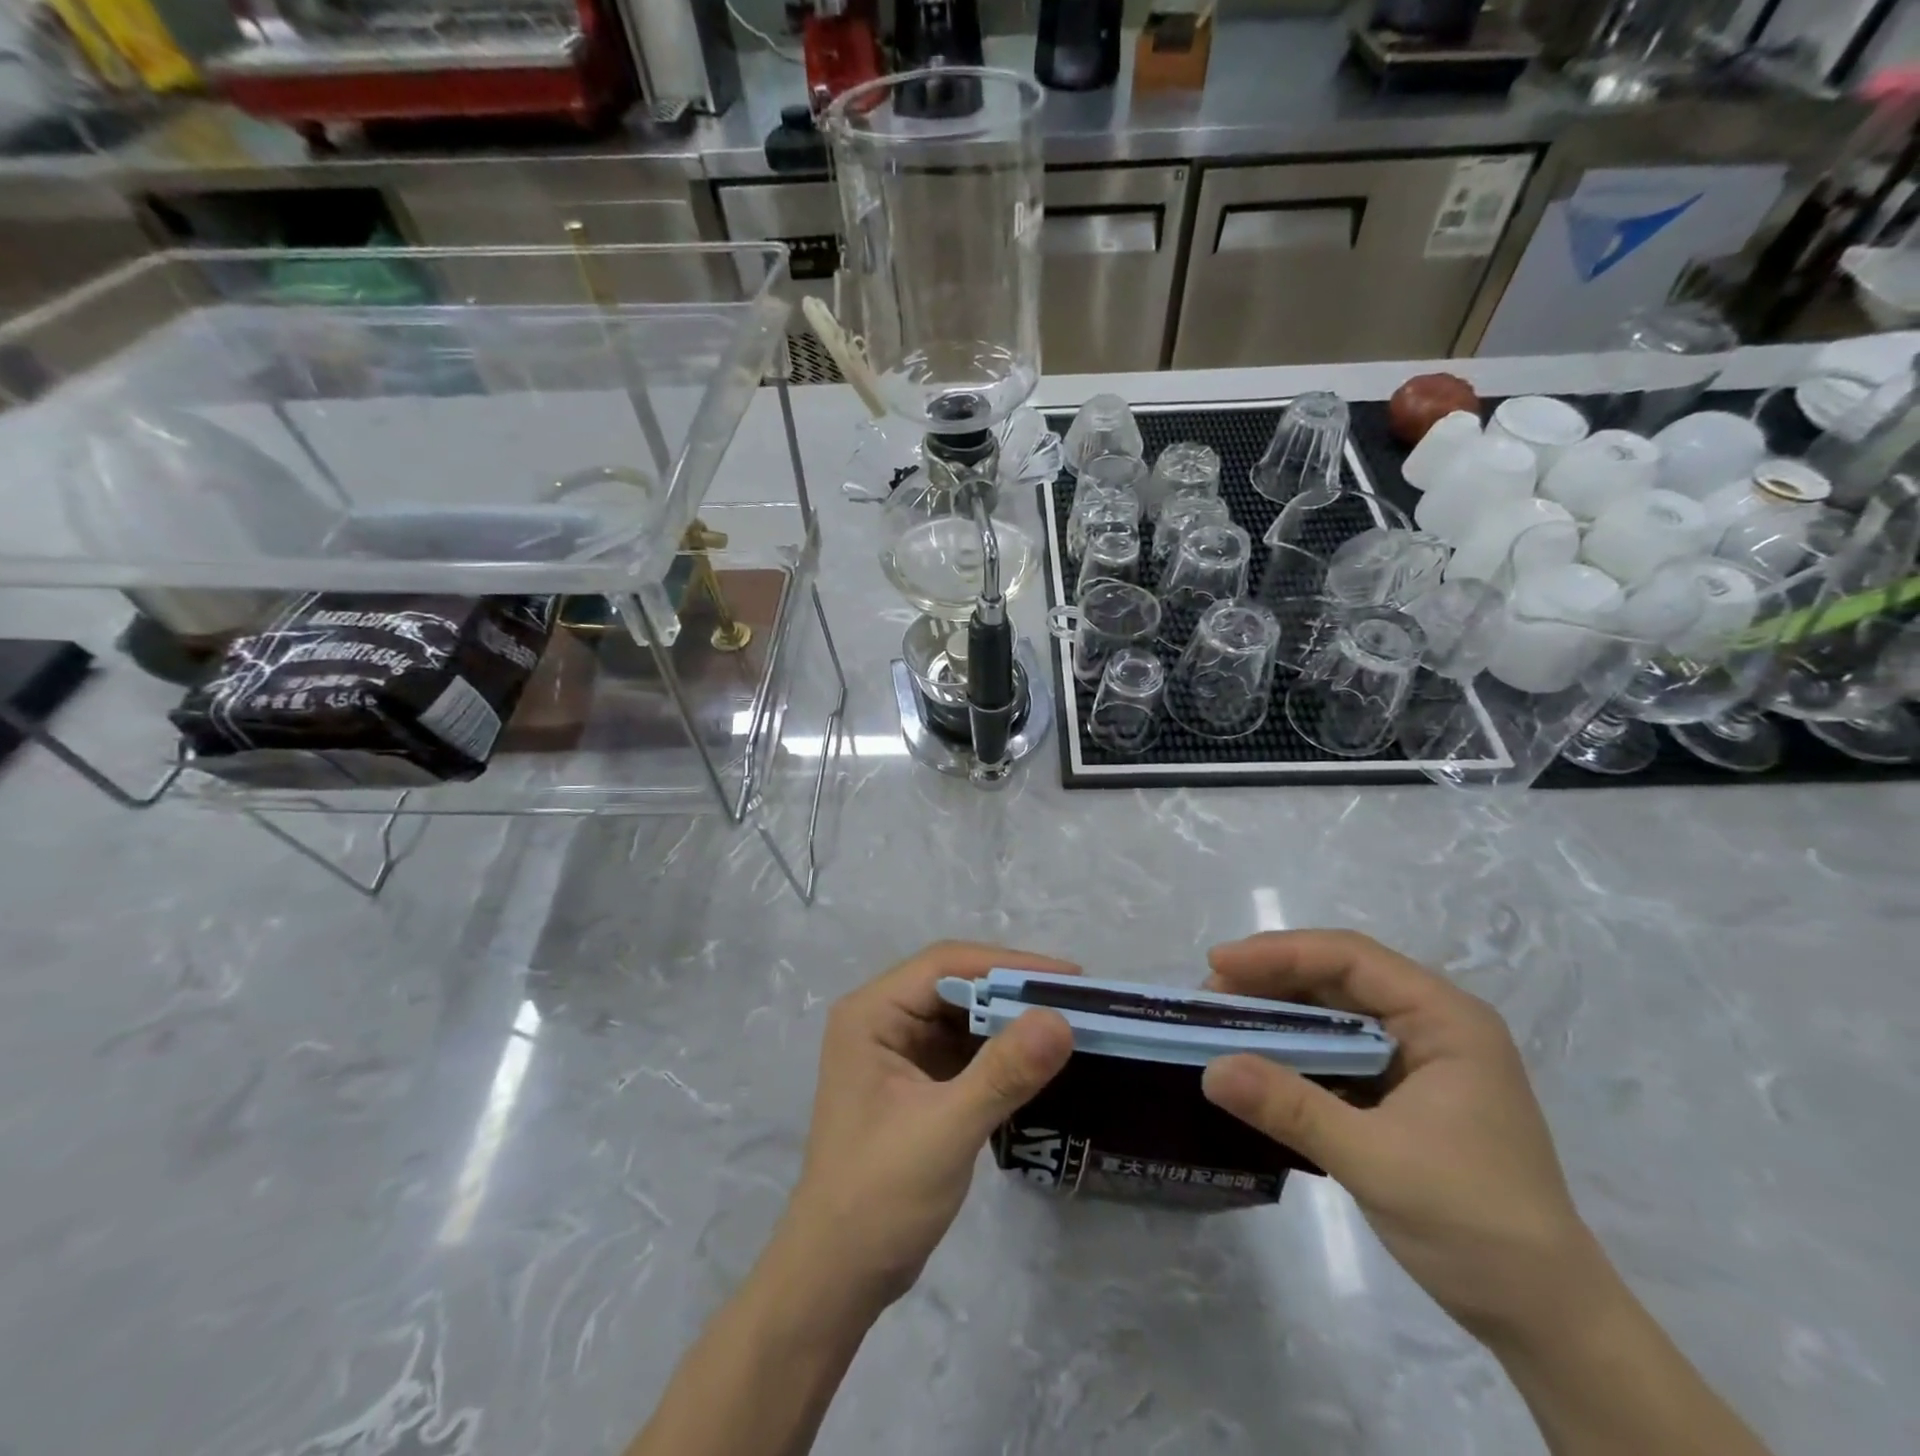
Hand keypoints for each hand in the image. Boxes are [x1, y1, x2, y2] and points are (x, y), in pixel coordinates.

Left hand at [779, 942, 1074, 1312]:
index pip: (945, 964)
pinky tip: (1037, 1058)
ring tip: (1067, 1023)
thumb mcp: (946, 1129)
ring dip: (1009, 1019)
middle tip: (1076, 1000)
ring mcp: (897, 1050)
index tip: (1068, 977)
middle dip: (1013, 991)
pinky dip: (999, 1050)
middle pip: (956, 984)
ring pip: (962, 1015)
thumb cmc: (880, 1196)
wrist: (839, 1276)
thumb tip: (1060, 1020)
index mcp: (872, 1013)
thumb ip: (1003, 1073)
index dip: (1007, 964)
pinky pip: (963, 1048)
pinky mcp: (915, 1081)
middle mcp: (882, 1019)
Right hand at [1200, 930, 1604, 1341]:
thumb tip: (1210, 1069)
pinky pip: (1338, 1049)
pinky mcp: (1402, 1089)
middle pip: (1339, 976)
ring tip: (1224, 1023)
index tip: (1218, 963)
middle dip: (1271, 980)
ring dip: (1279, 1014)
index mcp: (1445, 1019)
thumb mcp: (1376, 1161)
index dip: (1279, 953)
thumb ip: (1291, 1108)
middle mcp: (1432, 1023)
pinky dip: (1296, 1049)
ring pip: (1335, 1011)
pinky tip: (1259, 1060)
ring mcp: (1418, 1056)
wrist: (1545, 1318)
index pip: (1351, 958)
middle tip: (1211, 996)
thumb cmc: (1474, 1225)